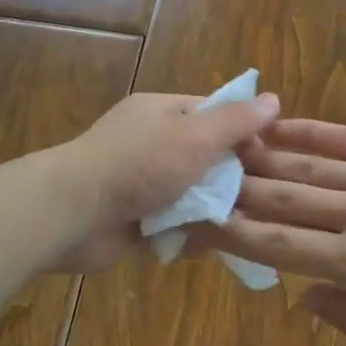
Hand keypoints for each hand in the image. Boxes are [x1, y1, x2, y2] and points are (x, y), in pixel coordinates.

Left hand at [44, 90, 280, 272]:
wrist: (72, 214)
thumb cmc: (138, 165)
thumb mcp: (195, 135)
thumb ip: (235, 121)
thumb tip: (273, 100)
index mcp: (163, 113)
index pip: (215, 114)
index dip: (244, 133)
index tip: (270, 158)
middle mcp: (152, 143)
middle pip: (206, 157)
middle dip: (231, 179)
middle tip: (261, 200)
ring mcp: (141, 182)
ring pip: (192, 195)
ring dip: (211, 211)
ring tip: (240, 227)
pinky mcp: (135, 219)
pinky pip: (173, 224)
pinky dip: (188, 233)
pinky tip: (207, 246)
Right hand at [213, 120, 345, 345]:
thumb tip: (303, 300)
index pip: (281, 246)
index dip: (235, 234)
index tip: (200, 223)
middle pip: (284, 200)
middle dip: (236, 191)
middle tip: (199, 179)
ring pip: (308, 166)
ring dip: (262, 157)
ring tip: (224, 147)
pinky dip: (308, 132)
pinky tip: (279, 124)